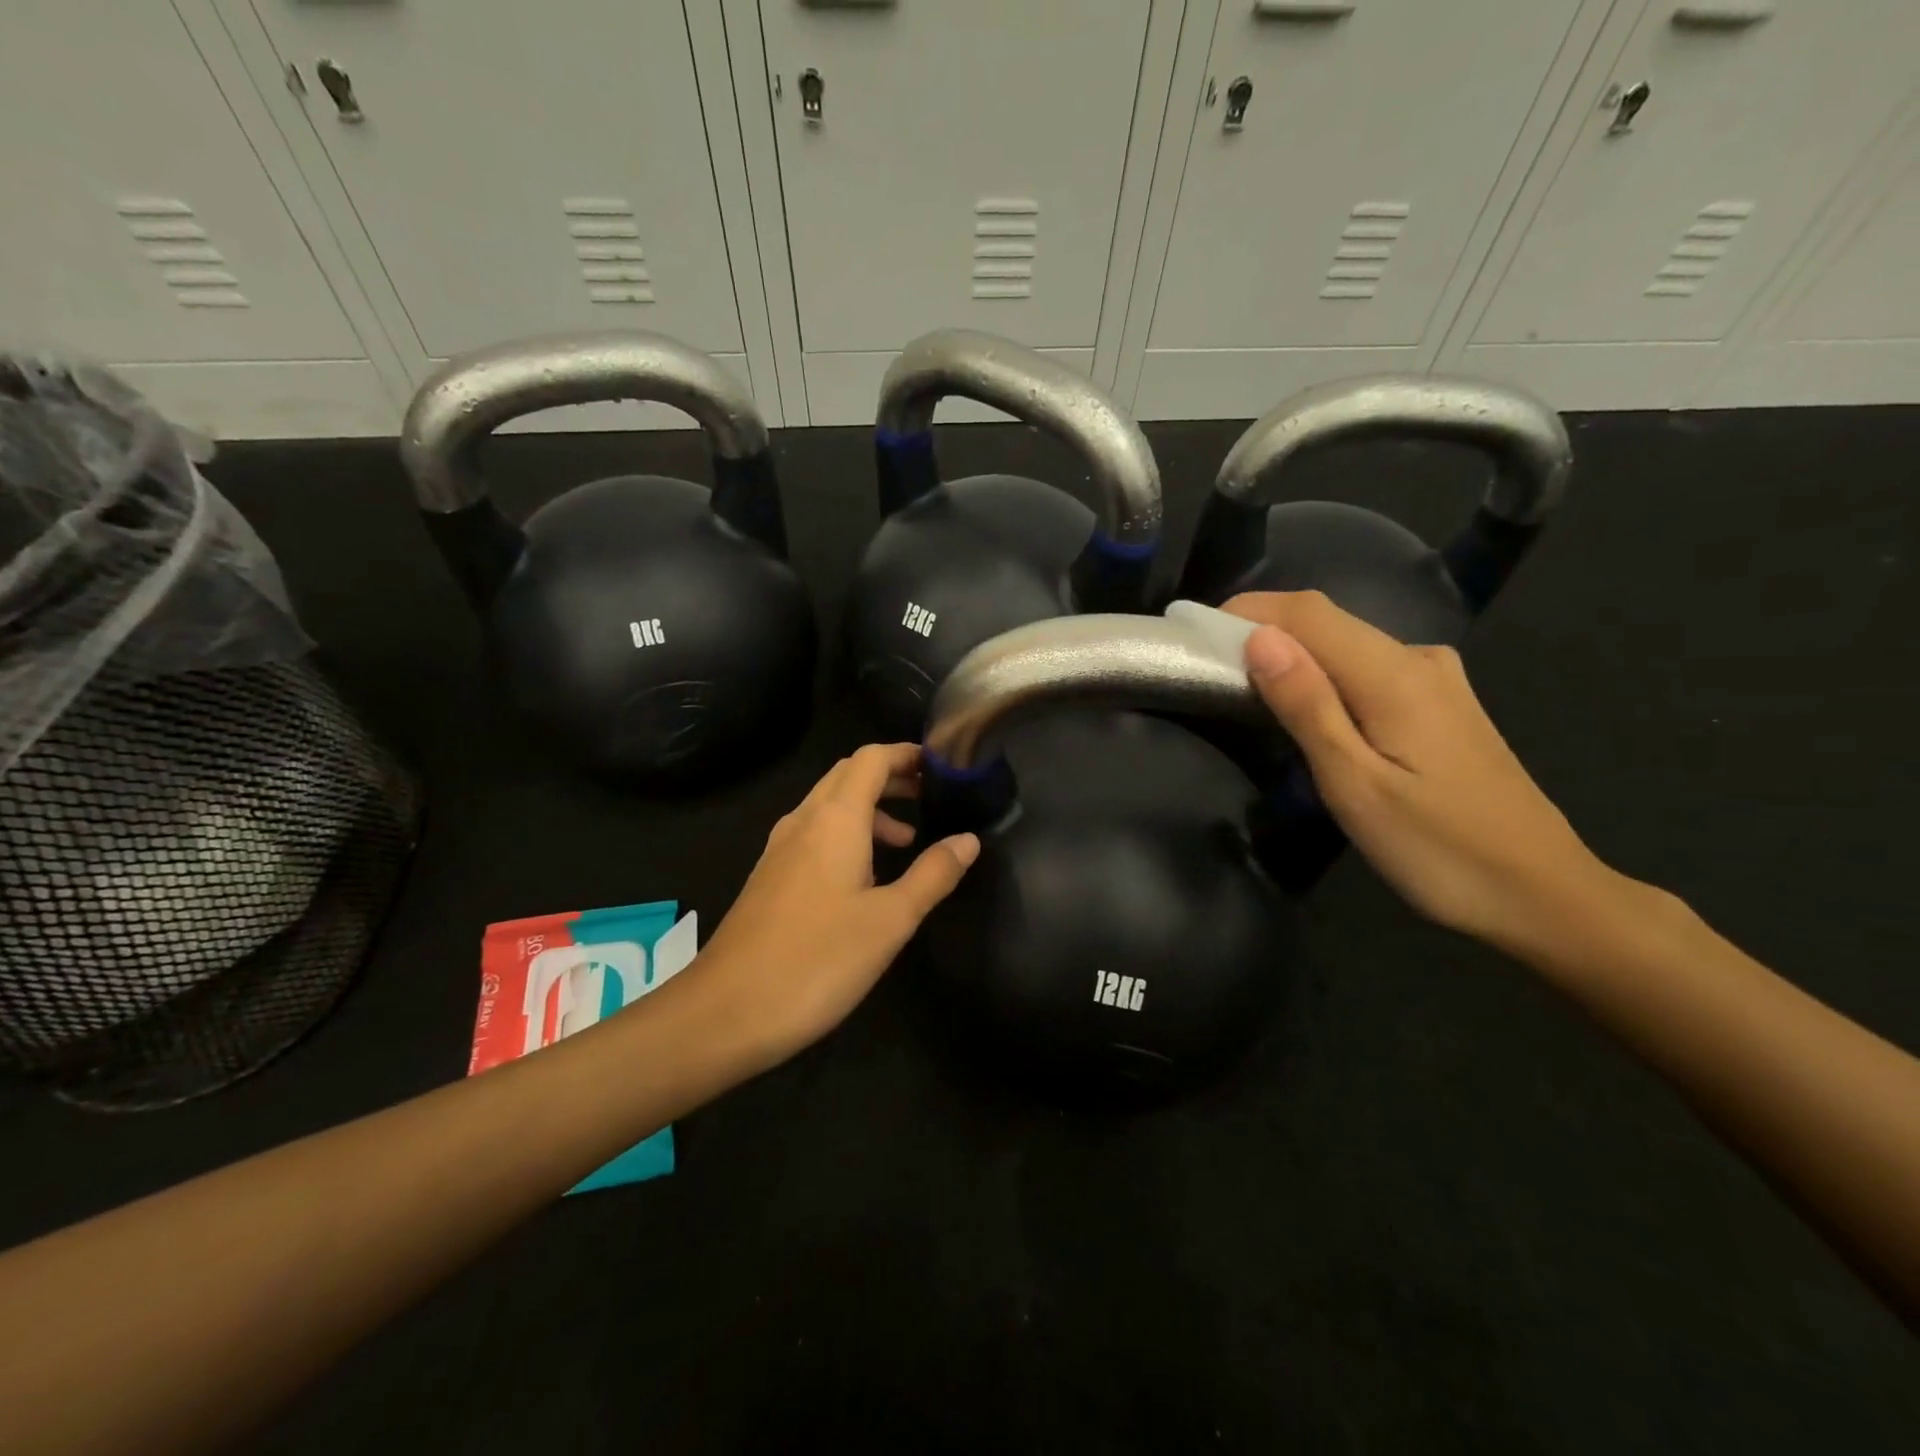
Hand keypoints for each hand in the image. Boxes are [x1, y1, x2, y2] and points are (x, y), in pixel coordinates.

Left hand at [692, 743, 979, 1058]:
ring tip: (906, 841)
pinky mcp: (770, 876)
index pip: (872, 758)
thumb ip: (932, 874)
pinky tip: (864, 877)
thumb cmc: (817, 960)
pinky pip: (814, 833)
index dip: (907, 754)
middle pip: (849, 774)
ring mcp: (780, 848)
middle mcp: (803, 821)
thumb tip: (968, 840)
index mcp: (834, 819)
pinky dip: (847, 834)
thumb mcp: (890, 920)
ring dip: (870, 809)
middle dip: (891, 777)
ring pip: (829, 805)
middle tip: (931, 795)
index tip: (943, 766)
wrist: (725, 1011)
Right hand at [1224, 591, 1616, 954]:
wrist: (1543, 895)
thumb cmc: (1439, 849)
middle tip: (1207, 666)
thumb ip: (1307, 706)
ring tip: (1245, 686)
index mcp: (1396, 674)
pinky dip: (1325, 674)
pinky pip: (1369, 669)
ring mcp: (1438, 681)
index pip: (1308, 612)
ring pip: (1349, 645)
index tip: (1194, 633)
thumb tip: (1259, 639)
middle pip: (1328, 621)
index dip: (1247, 609)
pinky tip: (1308, 707)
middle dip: (1263, 629)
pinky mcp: (1443, 705)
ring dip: (1293, 653)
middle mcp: (1420, 660)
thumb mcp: (1356, 785)